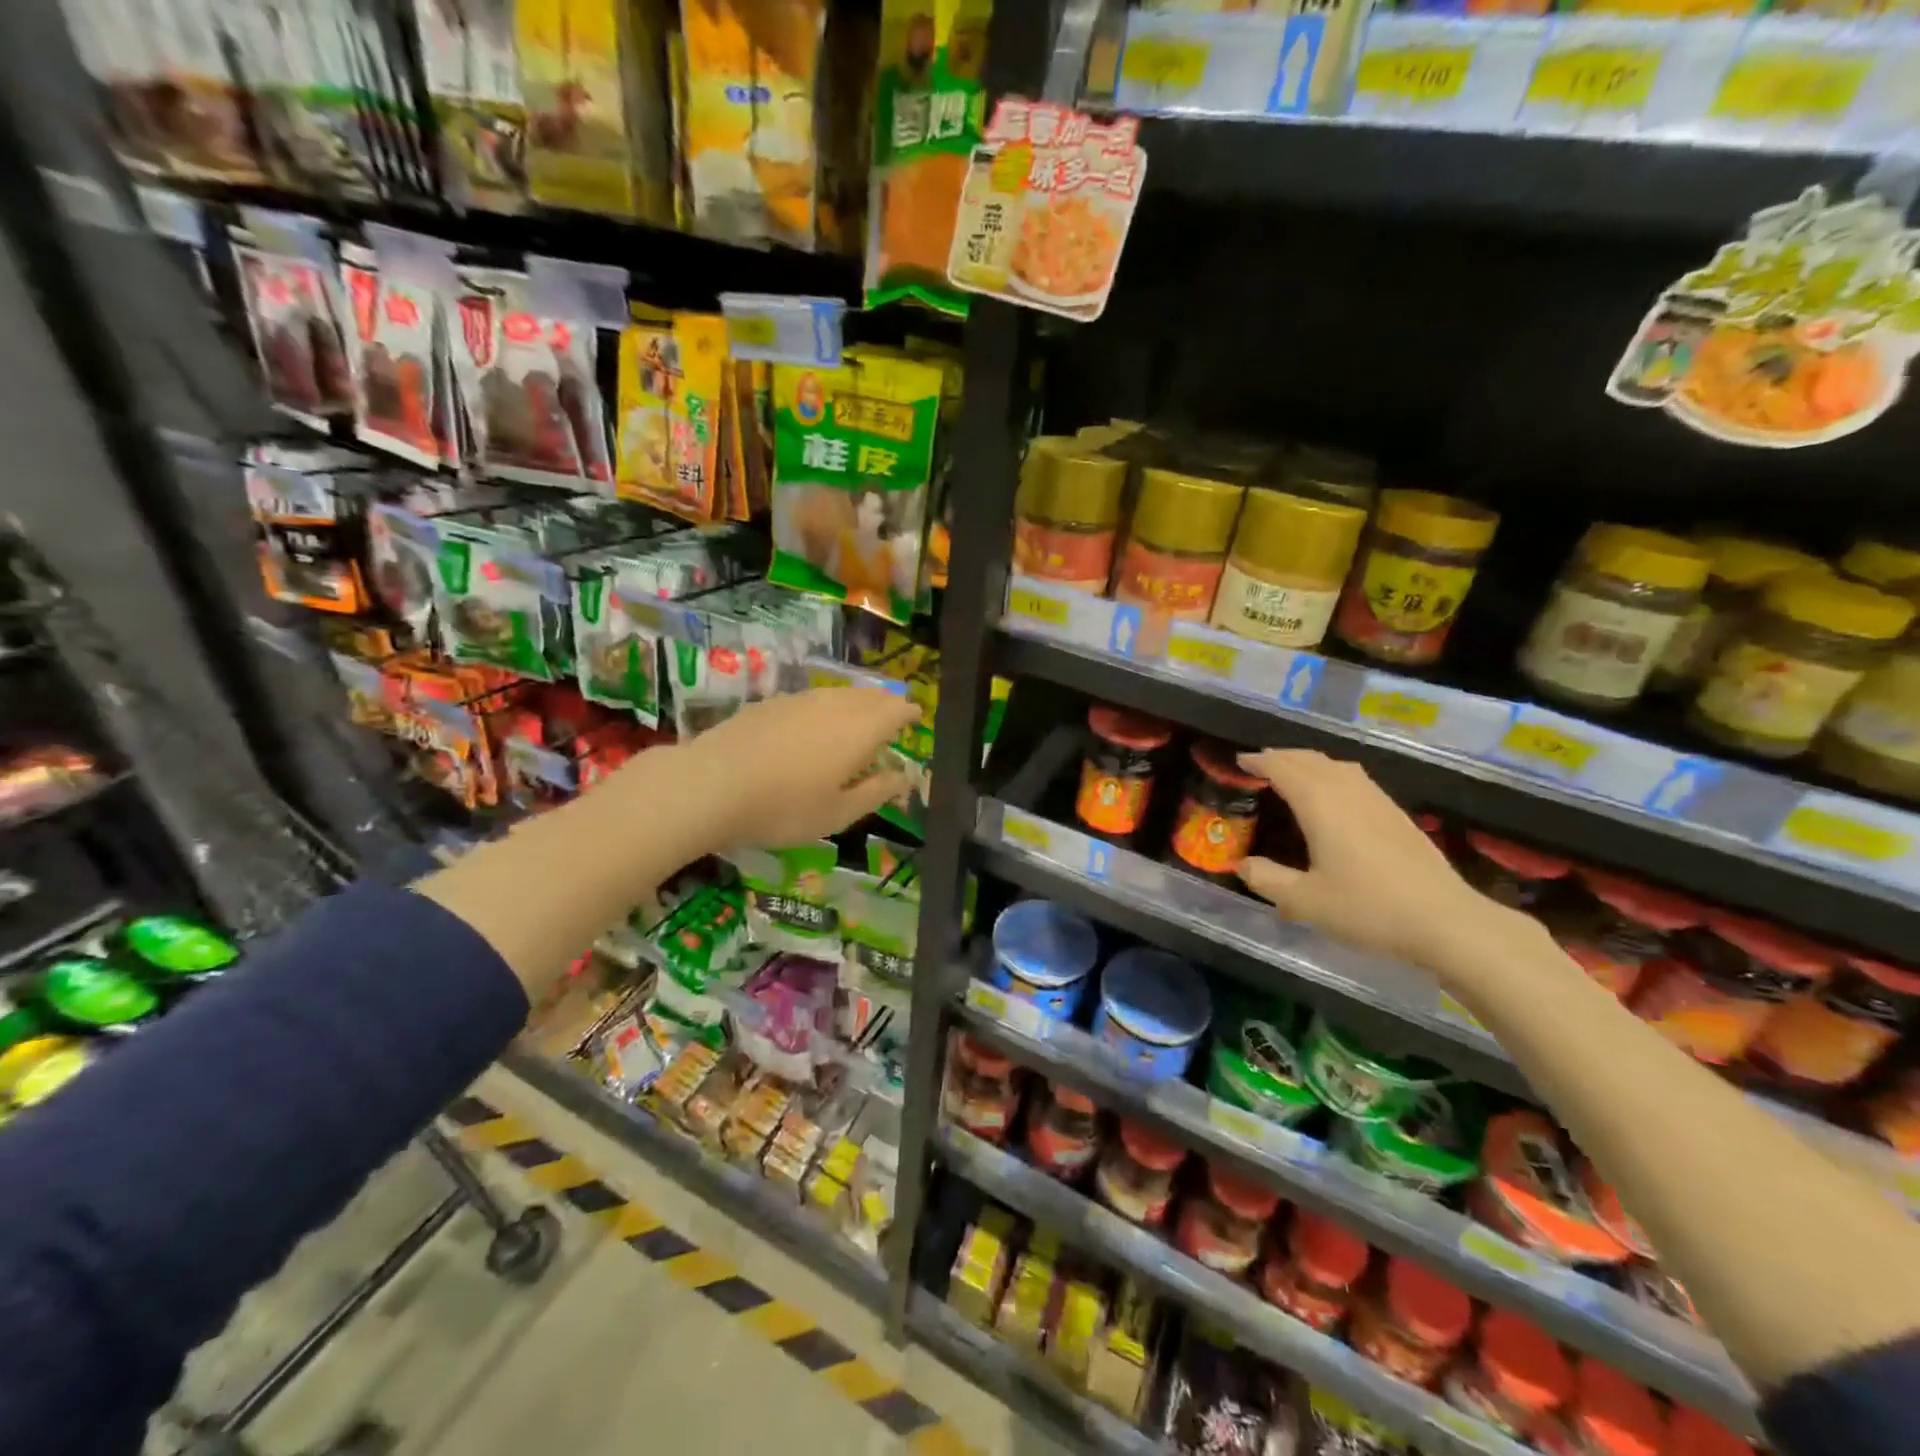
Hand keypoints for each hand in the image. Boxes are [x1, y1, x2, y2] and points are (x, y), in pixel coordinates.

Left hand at [678, 688, 921, 849]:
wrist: (710, 784)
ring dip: (856, 703)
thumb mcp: (837, 813)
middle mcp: (835, 706)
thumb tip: (904, 777)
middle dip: (885, 704)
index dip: (909, 713)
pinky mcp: (770, 704)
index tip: (916, 718)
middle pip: (869, 696)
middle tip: (892, 717)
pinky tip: (814, 724)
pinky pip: (811, 699)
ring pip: (839, 695)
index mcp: (861, 730)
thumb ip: (876, 791)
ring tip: (858, 718)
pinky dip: (825, 708)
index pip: (896, 710)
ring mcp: (799, 700)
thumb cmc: (784, 808)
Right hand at [1235, 749, 1519, 969]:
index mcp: (1321, 805)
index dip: (1260, 762)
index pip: (1284, 769)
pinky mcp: (1397, 815)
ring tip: (1293, 772)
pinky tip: (1335, 795)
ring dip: (1309, 762)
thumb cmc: (1369, 909)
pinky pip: (1356, 779)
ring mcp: (1378, 801)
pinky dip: (1332, 774)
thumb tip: (1242, 865)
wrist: (1447, 922)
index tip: (1240, 760)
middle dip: (1283, 756)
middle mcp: (1349, 793)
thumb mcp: (1306, 902)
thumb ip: (1268, 880)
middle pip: (1311, 760)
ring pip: (1337, 766)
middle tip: (1260, 763)